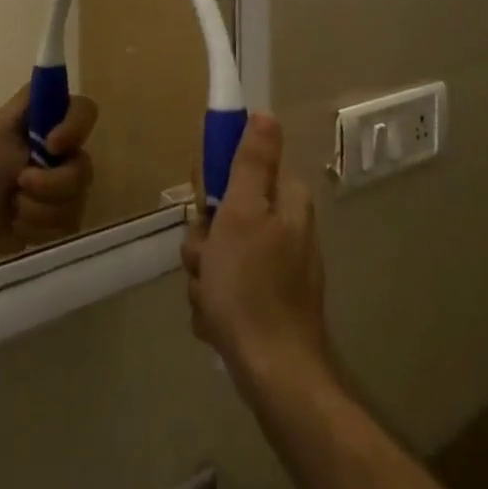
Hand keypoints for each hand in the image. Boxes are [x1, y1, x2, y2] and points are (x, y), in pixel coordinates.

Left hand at [0, 86, 98, 253]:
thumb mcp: (0, 125)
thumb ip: (28, 100)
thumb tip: (53, 79)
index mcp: (56, 125)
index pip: (87, 111)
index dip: (75, 128)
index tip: (51, 144)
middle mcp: (71, 154)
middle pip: (84, 169)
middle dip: (48, 184)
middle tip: (18, 183)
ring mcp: (73, 189)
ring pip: (75, 202)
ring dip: (36, 208)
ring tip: (14, 205)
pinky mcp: (68, 219)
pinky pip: (66, 226)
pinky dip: (37, 227)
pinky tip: (20, 222)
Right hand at [182, 114, 332, 392]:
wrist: (274, 374)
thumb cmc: (251, 286)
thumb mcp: (243, 213)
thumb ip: (251, 163)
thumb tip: (265, 114)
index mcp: (285, 202)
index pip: (241, 167)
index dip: (213, 182)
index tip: (202, 202)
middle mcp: (284, 229)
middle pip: (224, 213)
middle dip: (203, 238)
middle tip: (206, 258)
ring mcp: (276, 268)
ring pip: (218, 252)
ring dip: (203, 273)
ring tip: (211, 296)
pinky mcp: (265, 302)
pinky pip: (224, 286)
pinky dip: (214, 301)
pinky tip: (217, 318)